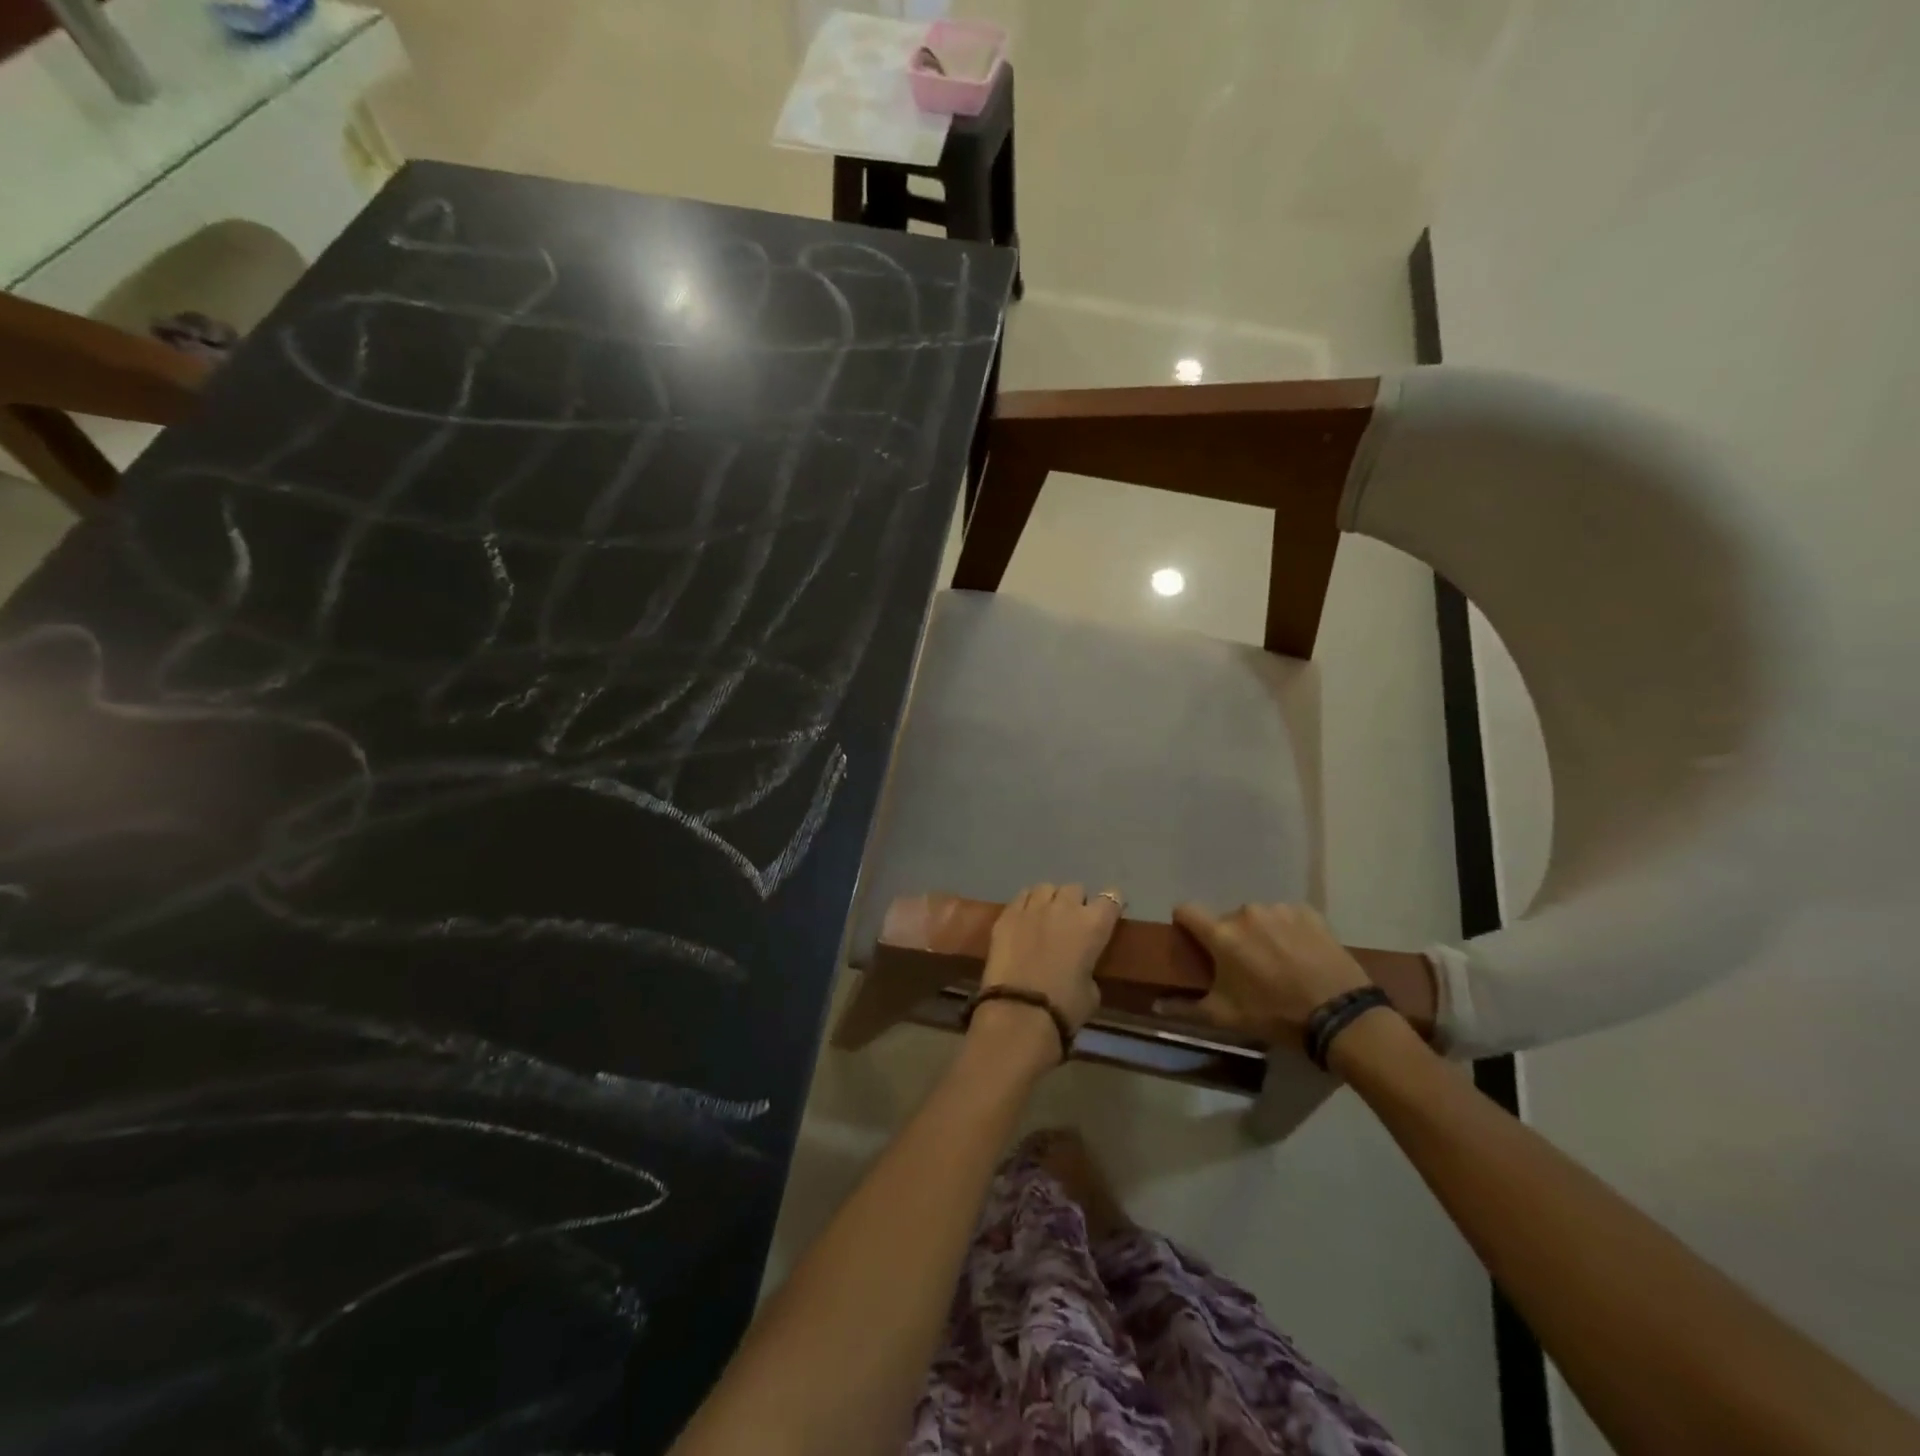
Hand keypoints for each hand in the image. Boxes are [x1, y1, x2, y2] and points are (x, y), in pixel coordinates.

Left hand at [980, 883, 1121, 1036]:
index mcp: (1094, 924)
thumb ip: (1089, 969)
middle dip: (1076, 902)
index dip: (1110, 905)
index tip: (1107, 915)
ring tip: (1045, 916)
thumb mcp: (1091, 992)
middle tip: (1072, 922)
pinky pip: (1021, 898)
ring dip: (1050, 900)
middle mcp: (1065, 907)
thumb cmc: (1065, 1008)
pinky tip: (1024, 920)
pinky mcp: (1006, 915)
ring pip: (1046, 888)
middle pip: (1075, 889)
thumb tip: (1080, 967)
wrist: (1020, 1012)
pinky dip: (1026, 905)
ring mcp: (1033, 907)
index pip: (1111, 898)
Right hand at [1160, 902, 1370, 1050]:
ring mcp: (1280, 910)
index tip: (1192, 940)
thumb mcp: (1226, 1017)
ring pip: (1258, 918)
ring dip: (1261, 934)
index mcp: (1222, 934)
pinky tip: (1302, 956)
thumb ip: (1185, 1009)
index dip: (1185, 923)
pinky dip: (1289, 932)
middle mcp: (1246, 913)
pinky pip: (1288, 917)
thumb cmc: (1276, 1016)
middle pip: (1226, 919)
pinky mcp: (1309, 913)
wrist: (1341, 1016)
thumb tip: (1154, 1007)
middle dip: (1230, 939)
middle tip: (1245, 968)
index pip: (1186, 910)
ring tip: (1279, 963)